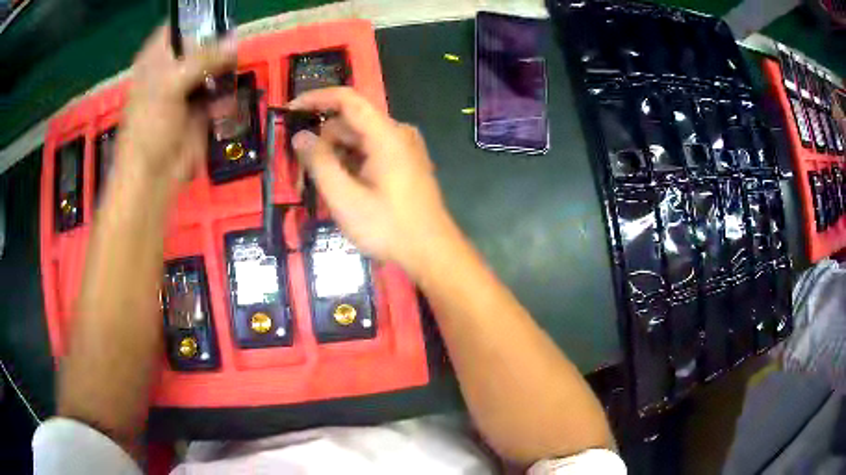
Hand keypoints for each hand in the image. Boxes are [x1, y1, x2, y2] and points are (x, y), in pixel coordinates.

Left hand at [116, 25, 235, 188]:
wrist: (153, 176)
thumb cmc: (149, 127)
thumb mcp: (171, 84)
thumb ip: (203, 58)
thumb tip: (235, 41)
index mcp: (157, 57)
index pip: (179, 25)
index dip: (199, 18)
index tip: (222, 17)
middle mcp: (173, 67)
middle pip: (202, 42)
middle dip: (219, 42)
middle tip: (234, 45)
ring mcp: (188, 87)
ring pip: (214, 65)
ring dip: (225, 68)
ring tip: (232, 72)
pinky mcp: (201, 108)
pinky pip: (220, 91)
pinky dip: (226, 95)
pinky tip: (224, 102)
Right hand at [289, 87, 453, 273]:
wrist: (433, 252)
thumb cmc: (389, 227)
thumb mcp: (345, 198)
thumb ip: (319, 163)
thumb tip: (300, 136)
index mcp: (386, 134)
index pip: (348, 99)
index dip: (316, 98)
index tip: (290, 109)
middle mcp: (397, 133)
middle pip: (350, 122)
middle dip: (323, 141)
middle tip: (302, 172)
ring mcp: (404, 148)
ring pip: (359, 139)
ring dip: (335, 156)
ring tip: (321, 186)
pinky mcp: (405, 163)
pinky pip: (371, 152)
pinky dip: (351, 163)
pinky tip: (342, 187)